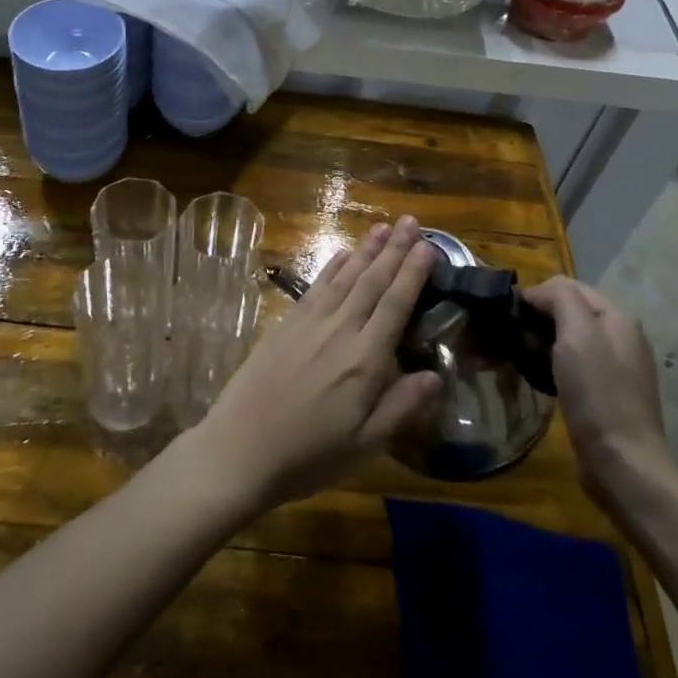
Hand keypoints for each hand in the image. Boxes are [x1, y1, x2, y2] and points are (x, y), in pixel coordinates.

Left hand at [189, 218, 442, 512]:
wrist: (240, 450)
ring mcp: (308, 324)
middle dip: (394, 250)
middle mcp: (338, 331)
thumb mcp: (365, 445)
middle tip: (411, 221)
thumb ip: (401, 407)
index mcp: (364, 360)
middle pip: (371, 282)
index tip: (428, 246)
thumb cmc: (308, 455)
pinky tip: (342, 254)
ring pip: (343, 278)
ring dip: (365, 251)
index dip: (412, 273)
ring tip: (383, 228)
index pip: (395, 305)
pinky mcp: (284, 326)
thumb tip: (437, 375)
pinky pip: (315, 287)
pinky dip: (331, 267)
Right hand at [521, 276, 673, 501]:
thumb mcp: (577, 335)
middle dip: (539, 318)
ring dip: (542, 342)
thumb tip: (537, 292)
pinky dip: (551, 365)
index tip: (509, 313)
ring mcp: (615, 368)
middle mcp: (621, 338)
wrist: (621, 461)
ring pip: (569, 340)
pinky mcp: (605, 394)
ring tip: (518, 356)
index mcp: (618, 318)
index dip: (538, 293)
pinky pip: (572, 366)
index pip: (570, 287)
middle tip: (511, 337)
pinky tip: (537, 377)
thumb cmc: (598, 393)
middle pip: (571, 312)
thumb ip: (560, 299)